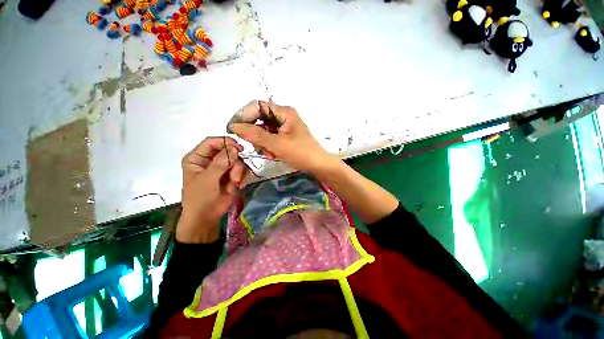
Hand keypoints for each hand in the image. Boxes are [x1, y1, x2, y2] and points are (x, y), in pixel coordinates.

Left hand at [176, 137, 248, 242]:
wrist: (206, 217)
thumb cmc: (200, 198)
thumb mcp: (208, 179)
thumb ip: (220, 162)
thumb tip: (235, 148)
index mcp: (198, 157)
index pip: (212, 142)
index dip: (225, 143)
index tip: (239, 148)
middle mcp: (210, 160)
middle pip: (228, 151)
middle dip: (234, 163)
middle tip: (234, 176)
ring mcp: (222, 168)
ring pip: (237, 160)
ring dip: (238, 171)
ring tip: (235, 182)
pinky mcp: (231, 175)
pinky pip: (242, 169)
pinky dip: (242, 176)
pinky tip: (239, 184)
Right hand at [230, 101, 336, 174]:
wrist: (318, 165)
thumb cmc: (301, 153)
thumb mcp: (277, 144)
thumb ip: (255, 134)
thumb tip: (234, 126)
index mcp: (284, 112)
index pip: (257, 106)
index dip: (243, 115)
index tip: (233, 129)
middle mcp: (283, 115)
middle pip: (259, 118)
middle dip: (255, 134)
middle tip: (256, 147)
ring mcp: (284, 126)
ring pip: (263, 130)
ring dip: (262, 143)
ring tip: (269, 154)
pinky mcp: (285, 135)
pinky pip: (270, 137)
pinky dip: (268, 146)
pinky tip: (272, 154)